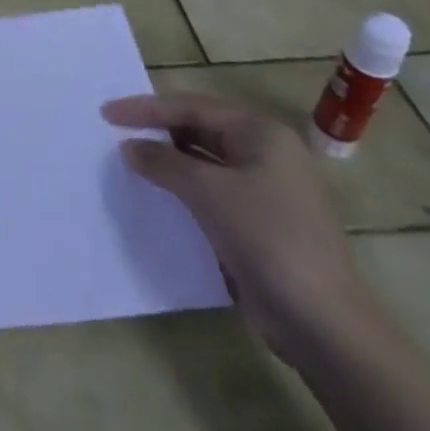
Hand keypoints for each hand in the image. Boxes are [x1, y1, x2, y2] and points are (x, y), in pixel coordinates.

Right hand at [103, 92, 378, 359]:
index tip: (106, 113)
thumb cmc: (267, 238)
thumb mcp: (207, 191)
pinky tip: (158, 195)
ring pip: (206, 161)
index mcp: (261, 132)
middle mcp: (267, 152)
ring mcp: (267, 189)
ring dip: (169, 160)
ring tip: (130, 160)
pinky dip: (184, 188)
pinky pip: (213, 191)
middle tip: (116, 132)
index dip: (146, 108)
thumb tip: (129, 147)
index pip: (192, 107)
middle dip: (158, 130)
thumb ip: (163, 161)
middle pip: (200, 128)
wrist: (322, 323)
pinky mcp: (261, 222)